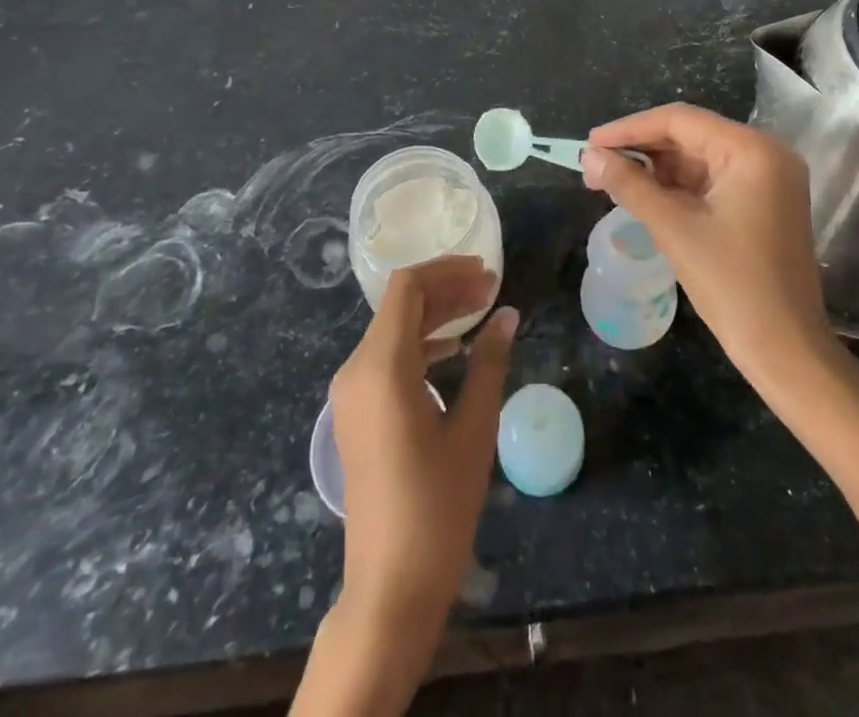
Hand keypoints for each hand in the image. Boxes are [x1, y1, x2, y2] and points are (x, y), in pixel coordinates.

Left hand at [329, 257, 516, 628]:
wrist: (390, 586)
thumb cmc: (437, 506)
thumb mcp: (473, 429)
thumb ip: (489, 363)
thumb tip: (508, 315)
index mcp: (381, 367)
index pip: (407, 289)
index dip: (447, 271)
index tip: (487, 273)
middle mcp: (356, 370)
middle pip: (400, 305)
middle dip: (446, 290)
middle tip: (492, 289)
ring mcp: (350, 393)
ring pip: (393, 329)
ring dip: (435, 315)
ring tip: (480, 311)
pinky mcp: (355, 412)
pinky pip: (386, 358)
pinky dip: (420, 343)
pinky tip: (454, 349)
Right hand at [583, 104, 826, 380]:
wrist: (786, 351)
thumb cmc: (732, 285)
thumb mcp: (674, 229)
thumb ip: (629, 185)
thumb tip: (589, 156)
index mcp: (752, 150)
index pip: (680, 121)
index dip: (630, 128)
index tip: (590, 142)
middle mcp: (764, 154)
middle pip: (689, 136)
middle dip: (640, 150)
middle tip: (594, 165)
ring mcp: (766, 179)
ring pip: (696, 159)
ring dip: (654, 169)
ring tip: (608, 180)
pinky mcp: (761, 203)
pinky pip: (709, 181)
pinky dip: (675, 187)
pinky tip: (641, 195)